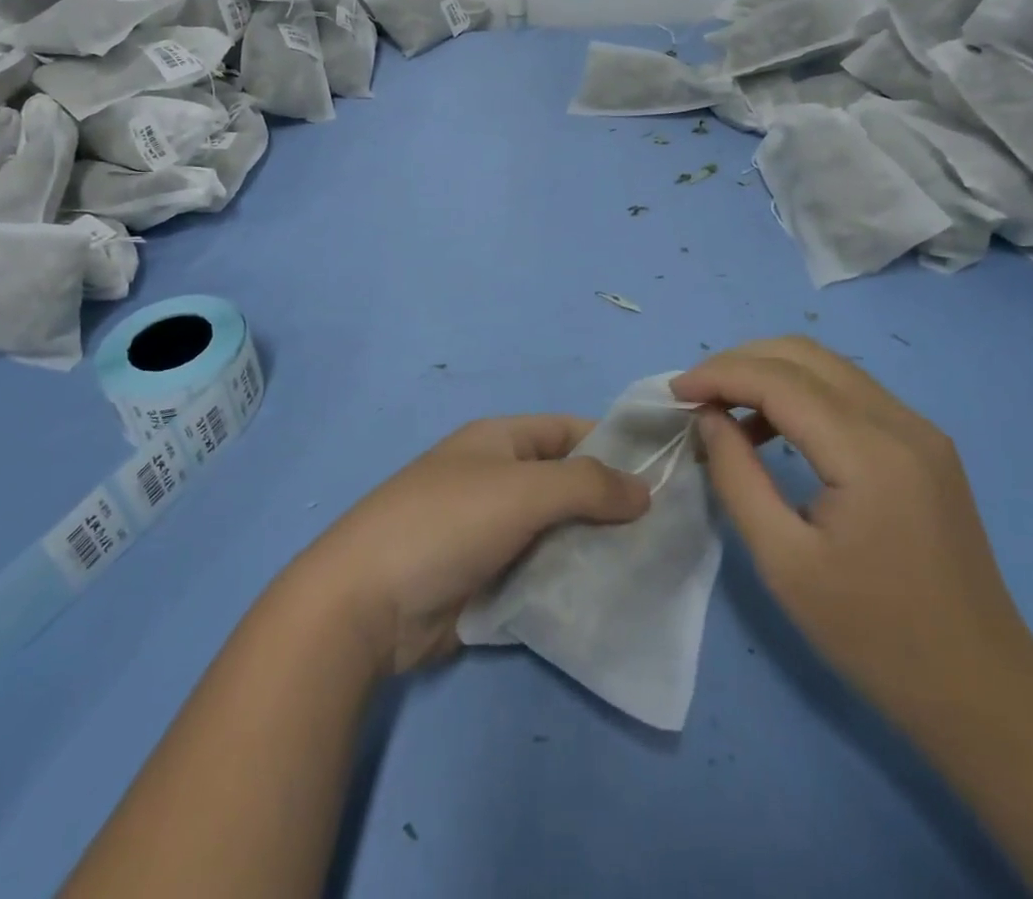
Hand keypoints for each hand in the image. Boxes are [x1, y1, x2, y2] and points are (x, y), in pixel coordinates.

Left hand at [289, 416, 650, 674]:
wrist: (367, 601)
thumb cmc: (447, 523)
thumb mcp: (523, 490)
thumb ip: (588, 485)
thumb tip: (645, 489)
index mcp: (499, 441)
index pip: (568, 431)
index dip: (614, 446)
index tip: (663, 475)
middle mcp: (496, 479)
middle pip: (566, 485)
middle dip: (609, 506)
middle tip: (665, 534)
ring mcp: (489, 532)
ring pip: (556, 533)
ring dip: (592, 549)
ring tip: (648, 570)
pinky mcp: (484, 580)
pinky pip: (538, 574)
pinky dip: (568, 584)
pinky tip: (607, 602)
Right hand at [675, 337, 1032, 730]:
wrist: (982, 689)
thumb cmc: (874, 635)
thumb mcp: (784, 562)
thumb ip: (737, 477)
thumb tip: (709, 418)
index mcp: (870, 454)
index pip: (779, 380)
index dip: (719, 375)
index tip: (674, 393)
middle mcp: (901, 423)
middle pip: (804, 355)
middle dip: (739, 363)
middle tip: (696, 396)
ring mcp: (920, 430)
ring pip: (827, 366)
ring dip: (768, 373)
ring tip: (724, 410)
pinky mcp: (924, 445)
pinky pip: (849, 393)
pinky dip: (800, 394)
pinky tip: (773, 430)